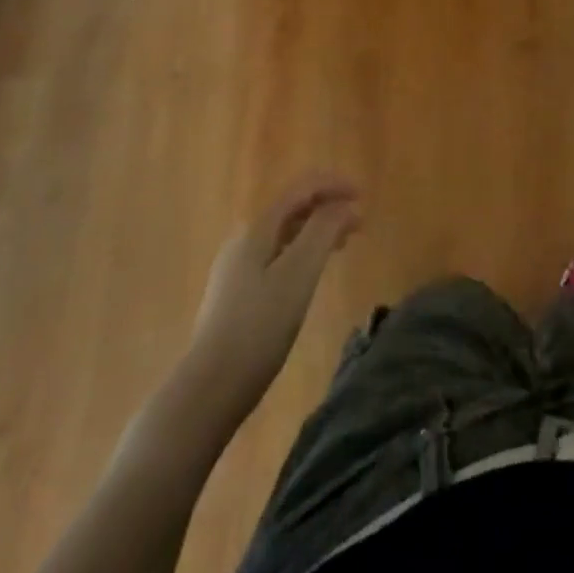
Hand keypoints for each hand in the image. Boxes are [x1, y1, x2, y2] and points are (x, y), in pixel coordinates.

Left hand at [185, 174, 361, 423]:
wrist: (209, 387)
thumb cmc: (259, 327)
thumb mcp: (299, 273)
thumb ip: (323, 231)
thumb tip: (347, 205)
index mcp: (258, 228)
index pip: (301, 189)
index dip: (334, 185)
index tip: (364, 196)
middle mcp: (244, 239)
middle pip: (292, 208)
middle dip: (327, 208)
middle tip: (359, 224)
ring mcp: (236, 267)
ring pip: (284, 233)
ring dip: (316, 230)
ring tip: (343, 244)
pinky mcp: (236, 293)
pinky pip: (276, 255)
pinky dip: (302, 252)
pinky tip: (311, 274)